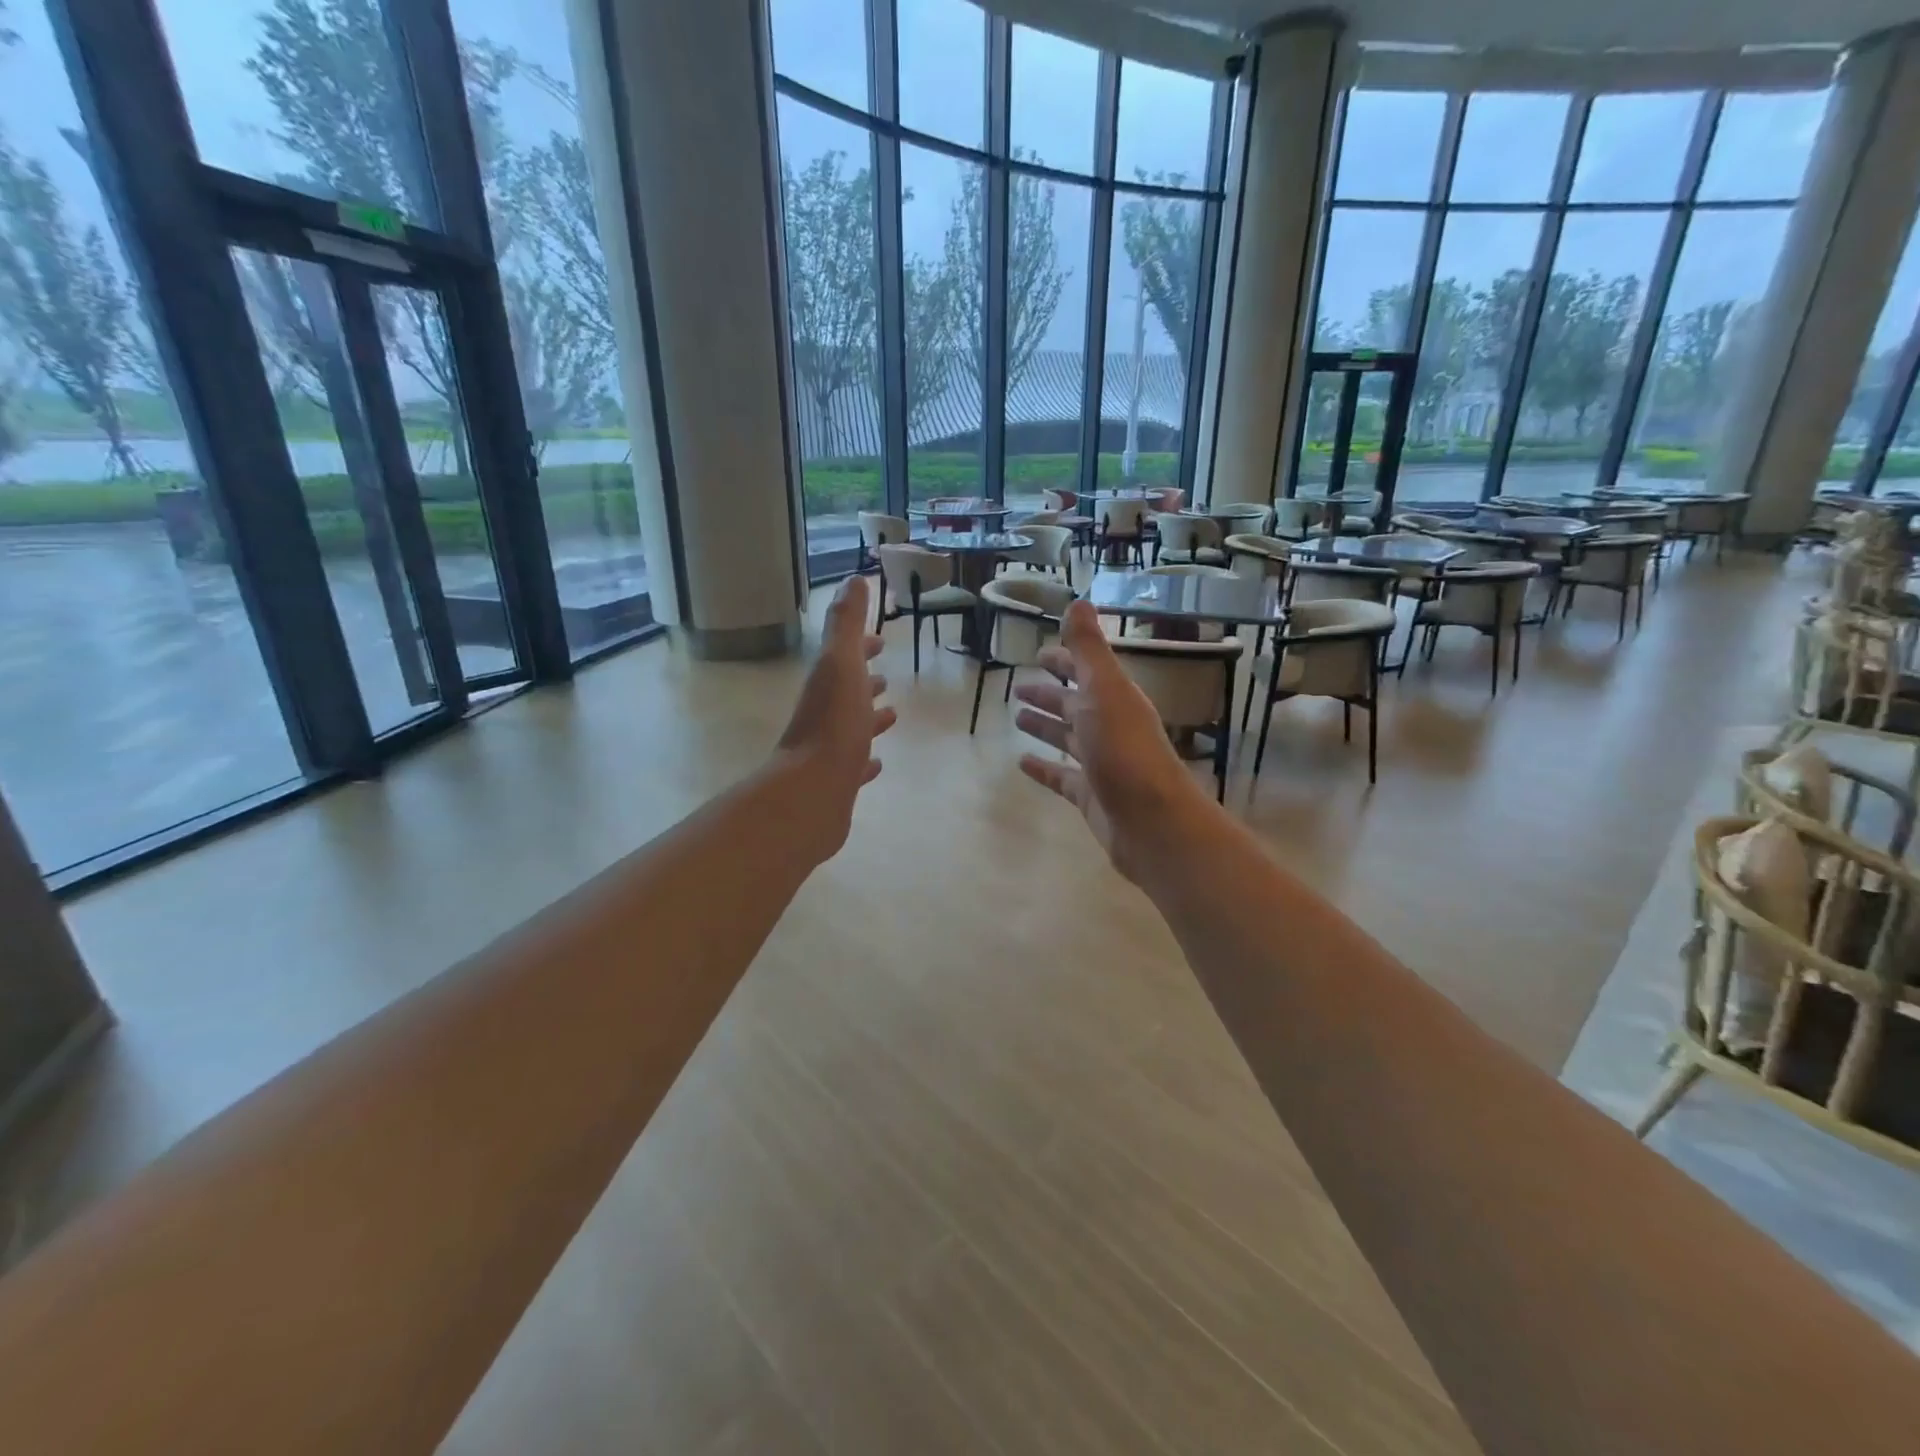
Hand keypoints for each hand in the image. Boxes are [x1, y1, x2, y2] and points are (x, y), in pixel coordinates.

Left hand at [776, 576, 895, 858]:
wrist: (812, 792)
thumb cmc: (832, 724)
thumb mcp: (841, 664)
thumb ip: (847, 624)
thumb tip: (853, 579)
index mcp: (828, 685)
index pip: (845, 658)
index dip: (862, 648)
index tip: (880, 642)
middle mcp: (826, 716)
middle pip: (848, 693)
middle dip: (866, 682)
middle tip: (886, 678)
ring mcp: (831, 752)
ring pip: (852, 729)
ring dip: (869, 719)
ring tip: (891, 716)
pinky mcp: (838, 785)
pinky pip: (854, 768)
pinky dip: (866, 763)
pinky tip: (876, 765)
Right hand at [1013, 601, 1215, 884]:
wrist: (1151, 821)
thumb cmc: (1125, 749)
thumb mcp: (1104, 690)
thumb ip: (1088, 649)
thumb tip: (1078, 601)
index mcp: (1113, 699)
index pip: (1084, 672)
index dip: (1063, 661)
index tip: (1039, 654)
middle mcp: (1108, 727)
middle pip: (1073, 705)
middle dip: (1048, 695)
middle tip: (1018, 688)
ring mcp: (1099, 763)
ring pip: (1066, 739)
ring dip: (1044, 727)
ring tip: (1017, 719)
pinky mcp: (1089, 795)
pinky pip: (1060, 776)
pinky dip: (1043, 768)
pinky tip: (1021, 764)